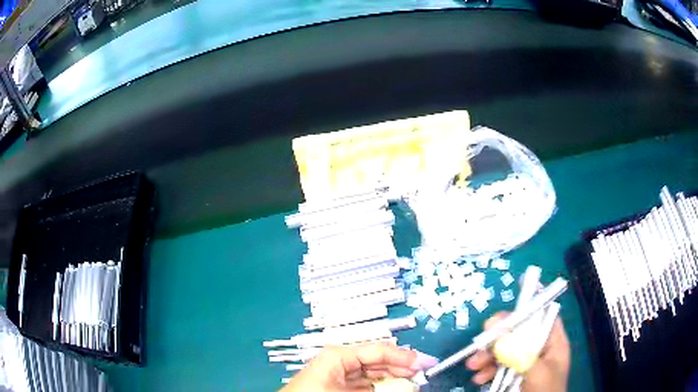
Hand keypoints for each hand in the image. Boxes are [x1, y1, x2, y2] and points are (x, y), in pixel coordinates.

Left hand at [281, 342, 438, 390]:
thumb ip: (382, 388)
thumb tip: (410, 387)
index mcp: (340, 355)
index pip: (380, 350)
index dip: (405, 356)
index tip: (426, 363)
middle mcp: (341, 361)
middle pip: (379, 360)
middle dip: (402, 366)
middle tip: (424, 372)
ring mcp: (340, 375)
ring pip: (374, 372)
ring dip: (395, 377)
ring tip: (414, 381)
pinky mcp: (340, 386)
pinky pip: (366, 383)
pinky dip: (382, 385)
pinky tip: (396, 388)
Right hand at [465, 312, 569, 391]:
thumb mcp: (537, 372)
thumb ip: (521, 352)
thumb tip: (498, 331)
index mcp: (553, 342)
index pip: (542, 315)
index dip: (528, 306)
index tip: (507, 308)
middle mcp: (539, 348)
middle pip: (518, 331)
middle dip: (497, 337)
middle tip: (480, 342)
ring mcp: (524, 362)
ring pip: (503, 349)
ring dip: (486, 356)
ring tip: (473, 366)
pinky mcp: (512, 374)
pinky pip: (496, 366)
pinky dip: (485, 370)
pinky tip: (478, 378)